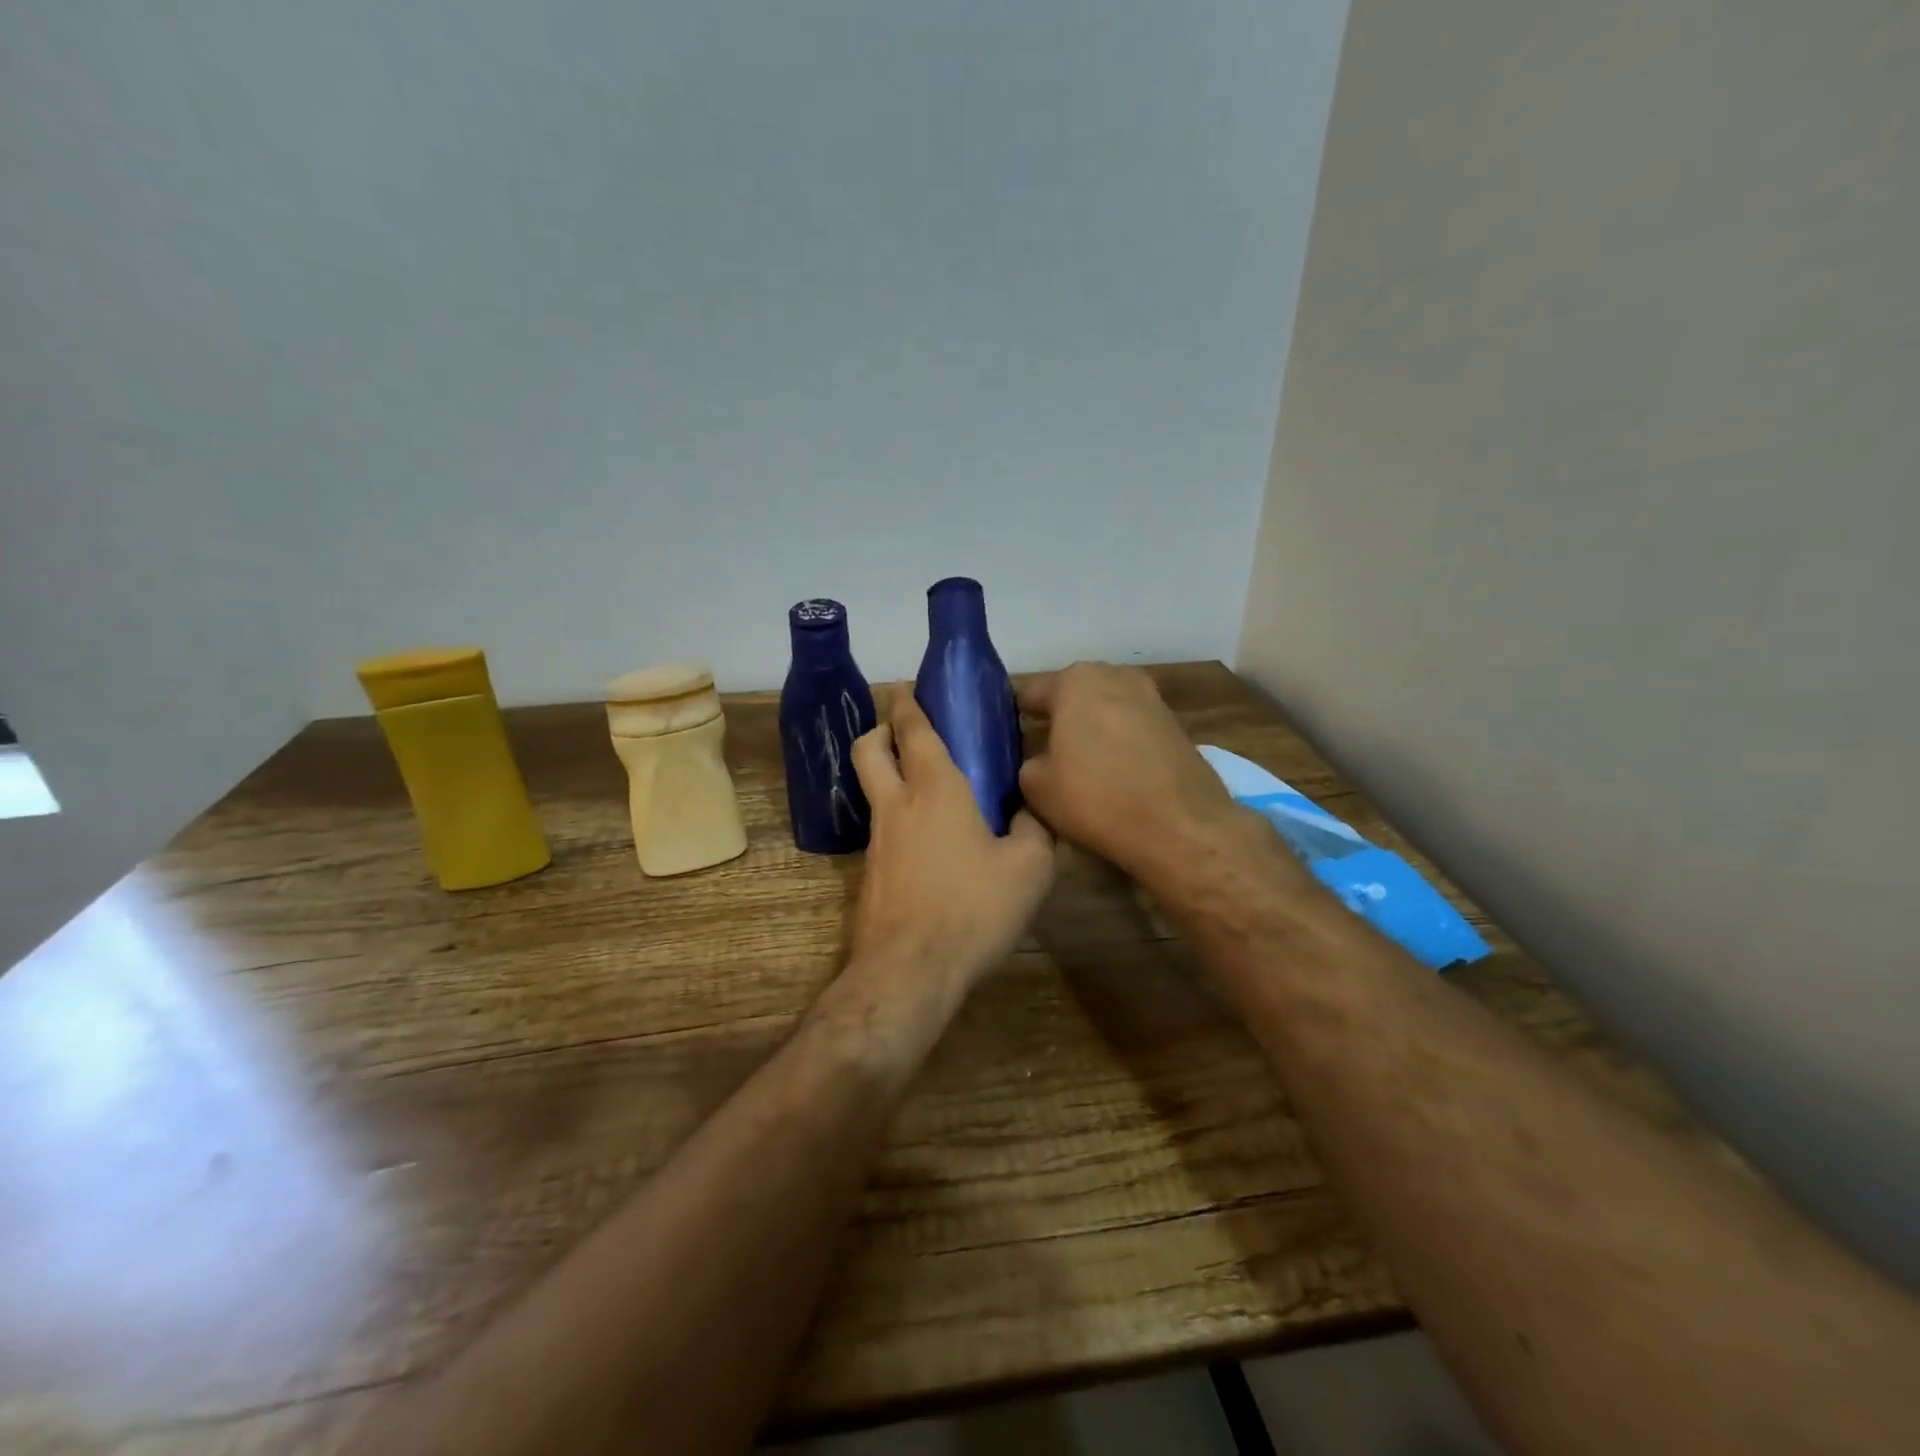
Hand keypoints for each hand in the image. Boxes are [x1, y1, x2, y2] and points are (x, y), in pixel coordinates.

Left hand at [847, 689, 1056, 991]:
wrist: (910, 971)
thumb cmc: (973, 909)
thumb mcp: (1029, 869)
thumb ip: (1034, 829)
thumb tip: (1027, 812)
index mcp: (936, 789)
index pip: (914, 730)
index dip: (909, 702)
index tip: (908, 686)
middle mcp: (898, 804)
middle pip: (869, 748)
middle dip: (881, 728)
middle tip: (906, 729)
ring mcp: (877, 840)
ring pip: (872, 787)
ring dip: (887, 772)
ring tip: (928, 784)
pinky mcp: (871, 872)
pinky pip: (882, 826)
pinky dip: (897, 814)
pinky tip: (929, 839)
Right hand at [1017, 662, 1246, 888]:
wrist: (1182, 827)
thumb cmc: (1097, 798)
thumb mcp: (1036, 787)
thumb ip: (1027, 763)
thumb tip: (1038, 761)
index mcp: (1074, 680)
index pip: (1030, 693)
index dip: (1013, 719)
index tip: (1007, 744)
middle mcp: (1114, 676)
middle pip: (1071, 696)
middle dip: (1057, 720)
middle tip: (1042, 755)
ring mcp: (1150, 696)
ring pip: (1104, 710)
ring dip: (1090, 730)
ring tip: (1079, 766)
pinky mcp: (1175, 723)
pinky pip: (1132, 727)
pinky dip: (1119, 743)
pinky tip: (1114, 774)